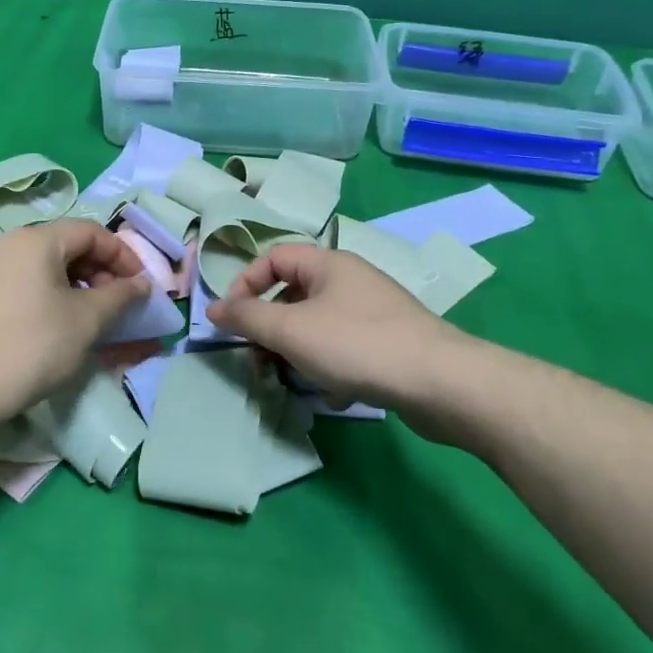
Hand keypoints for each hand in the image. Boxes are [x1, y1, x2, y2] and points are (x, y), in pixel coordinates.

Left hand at [0, 220, 150, 425]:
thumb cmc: (30, 347)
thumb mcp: (85, 321)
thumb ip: (119, 296)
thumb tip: (141, 283)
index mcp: (35, 240)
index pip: (90, 231)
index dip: (123, 255)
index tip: (140, 285)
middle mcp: (6, 244)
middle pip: (65, 245)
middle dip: (99, 271)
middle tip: (117, 303)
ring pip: (42, 266)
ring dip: (74, 285)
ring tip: (89, 317)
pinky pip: (21, 283)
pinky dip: (47, 295)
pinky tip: (53, 326)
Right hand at [206, 245, 456, 412]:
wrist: (439, 382)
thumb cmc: (357, 345)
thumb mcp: (291, 330)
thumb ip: (247, 317)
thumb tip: (212, 309)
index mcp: (328, 264)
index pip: (273, 258)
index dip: (245, 284)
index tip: (231, 320)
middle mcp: (351, 280)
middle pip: (294, 295)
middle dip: (270, 329)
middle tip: (258, 362)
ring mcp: (373, 312)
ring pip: (318, 326)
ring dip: (297, 353)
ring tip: (293, 382)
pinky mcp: (389, 343)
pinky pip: (344, 348)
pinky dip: (330, 368)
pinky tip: (335, 395)